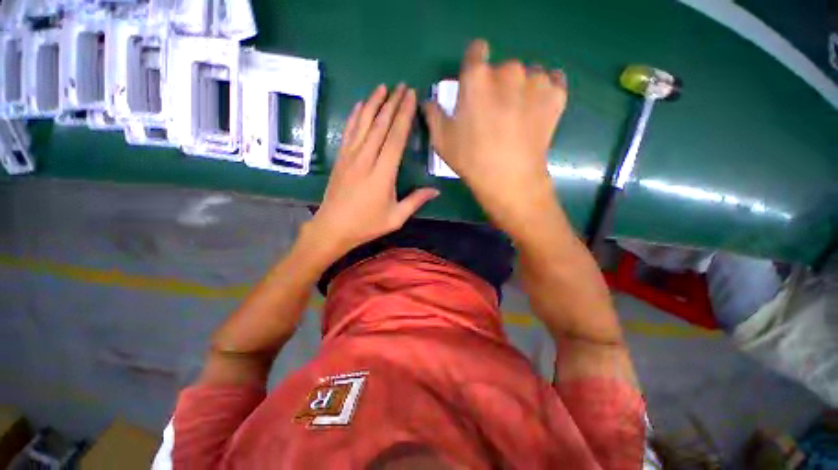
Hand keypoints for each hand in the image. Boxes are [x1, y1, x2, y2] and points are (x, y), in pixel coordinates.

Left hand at [308, 84, 438, 257]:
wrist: (333, 227)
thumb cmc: (367, 225)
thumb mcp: (396, 217)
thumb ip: (416, 201)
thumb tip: (436, 190)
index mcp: (383, 174)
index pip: (395, 138)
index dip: (404, 116)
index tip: (411, 97)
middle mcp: (366, 159)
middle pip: (380, 125)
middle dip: (392, 103)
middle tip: (402, 86)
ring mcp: (350, 157)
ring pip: (363, 124)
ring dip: (374, 104)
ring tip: (383, 87)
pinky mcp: (340, 158)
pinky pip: (348, 131)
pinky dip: (355, 116)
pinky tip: (360, 105)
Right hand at [424, 39, 567, 238]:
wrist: (509, 179)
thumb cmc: (471, 160)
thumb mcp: (442, 140)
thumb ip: (433, 115)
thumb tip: (429, 102)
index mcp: (476, 78)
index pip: (476, 51)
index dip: (474, 64)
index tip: (474, 83)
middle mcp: (508, 71)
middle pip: (502, 68)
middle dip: (497, 85)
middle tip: (494, 113)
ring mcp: (536, 81)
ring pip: (527, 75)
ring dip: (521, 88)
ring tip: (517, 117)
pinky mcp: (557, 95)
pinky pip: (552, 81)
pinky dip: (545, 92)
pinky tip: (537, 111)